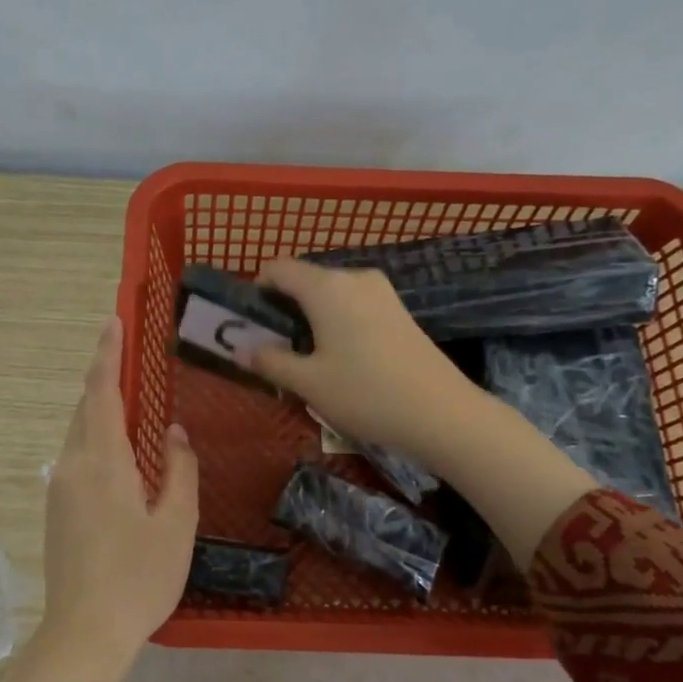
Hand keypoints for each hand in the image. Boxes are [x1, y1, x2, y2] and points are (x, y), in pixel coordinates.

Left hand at [2, 317, 197, 681]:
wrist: (84, 633)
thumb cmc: (139, 578)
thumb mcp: (176, 523)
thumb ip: (179, 470)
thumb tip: (172, 432)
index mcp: (102, 462)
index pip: (102, 393)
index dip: (107, 355)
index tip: (112, 321)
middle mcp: (72, 466)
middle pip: (86, 410)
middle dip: (103, 379)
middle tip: (125, 355)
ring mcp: (59, 489)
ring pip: (79, 435)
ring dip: (99, 412)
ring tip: (128, 402)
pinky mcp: (56, 511)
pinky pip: (76, 459)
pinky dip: (96, 441)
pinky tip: (118, 456)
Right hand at [242, 258, 483, 470]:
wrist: (442, 413)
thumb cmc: (365, 393)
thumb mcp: (308, 382)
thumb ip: (270, 361)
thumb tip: (240, 349)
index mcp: (326, 287)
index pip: (278, 268)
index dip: (257, 290)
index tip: (251, 324)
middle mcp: (354, 278)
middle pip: (305, 280)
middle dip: (284, 307)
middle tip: (275, 348)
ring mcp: (381, 292)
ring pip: (331, 294)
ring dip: (311, 317)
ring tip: (307, 357)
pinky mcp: (399, 310)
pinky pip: (354, 304)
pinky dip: (336, 321)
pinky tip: (341, 358)